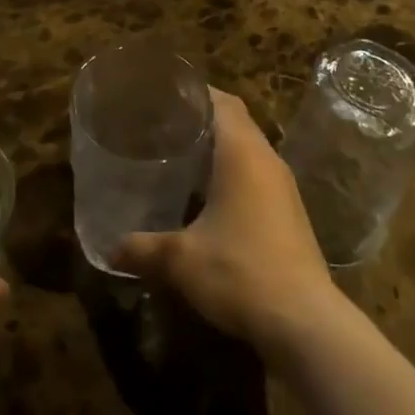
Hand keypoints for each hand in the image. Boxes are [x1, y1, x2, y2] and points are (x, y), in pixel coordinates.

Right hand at [114, 90, 340, 359]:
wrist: (306, 323)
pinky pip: (257, 173)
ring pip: (249, 147)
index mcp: (242, 152)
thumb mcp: (181, 260)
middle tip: (164, 122)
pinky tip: (208, 195)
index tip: (164, 94)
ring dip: (220, 145)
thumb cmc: (240, 272)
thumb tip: (108, 249)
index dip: (195, 91)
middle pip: (236, 119)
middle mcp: (266, 159)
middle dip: (203, 116)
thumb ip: (142, 248)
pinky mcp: (289, 212)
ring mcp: (283, 186)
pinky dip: (233, 171)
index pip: (222, 101)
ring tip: (181, 154)